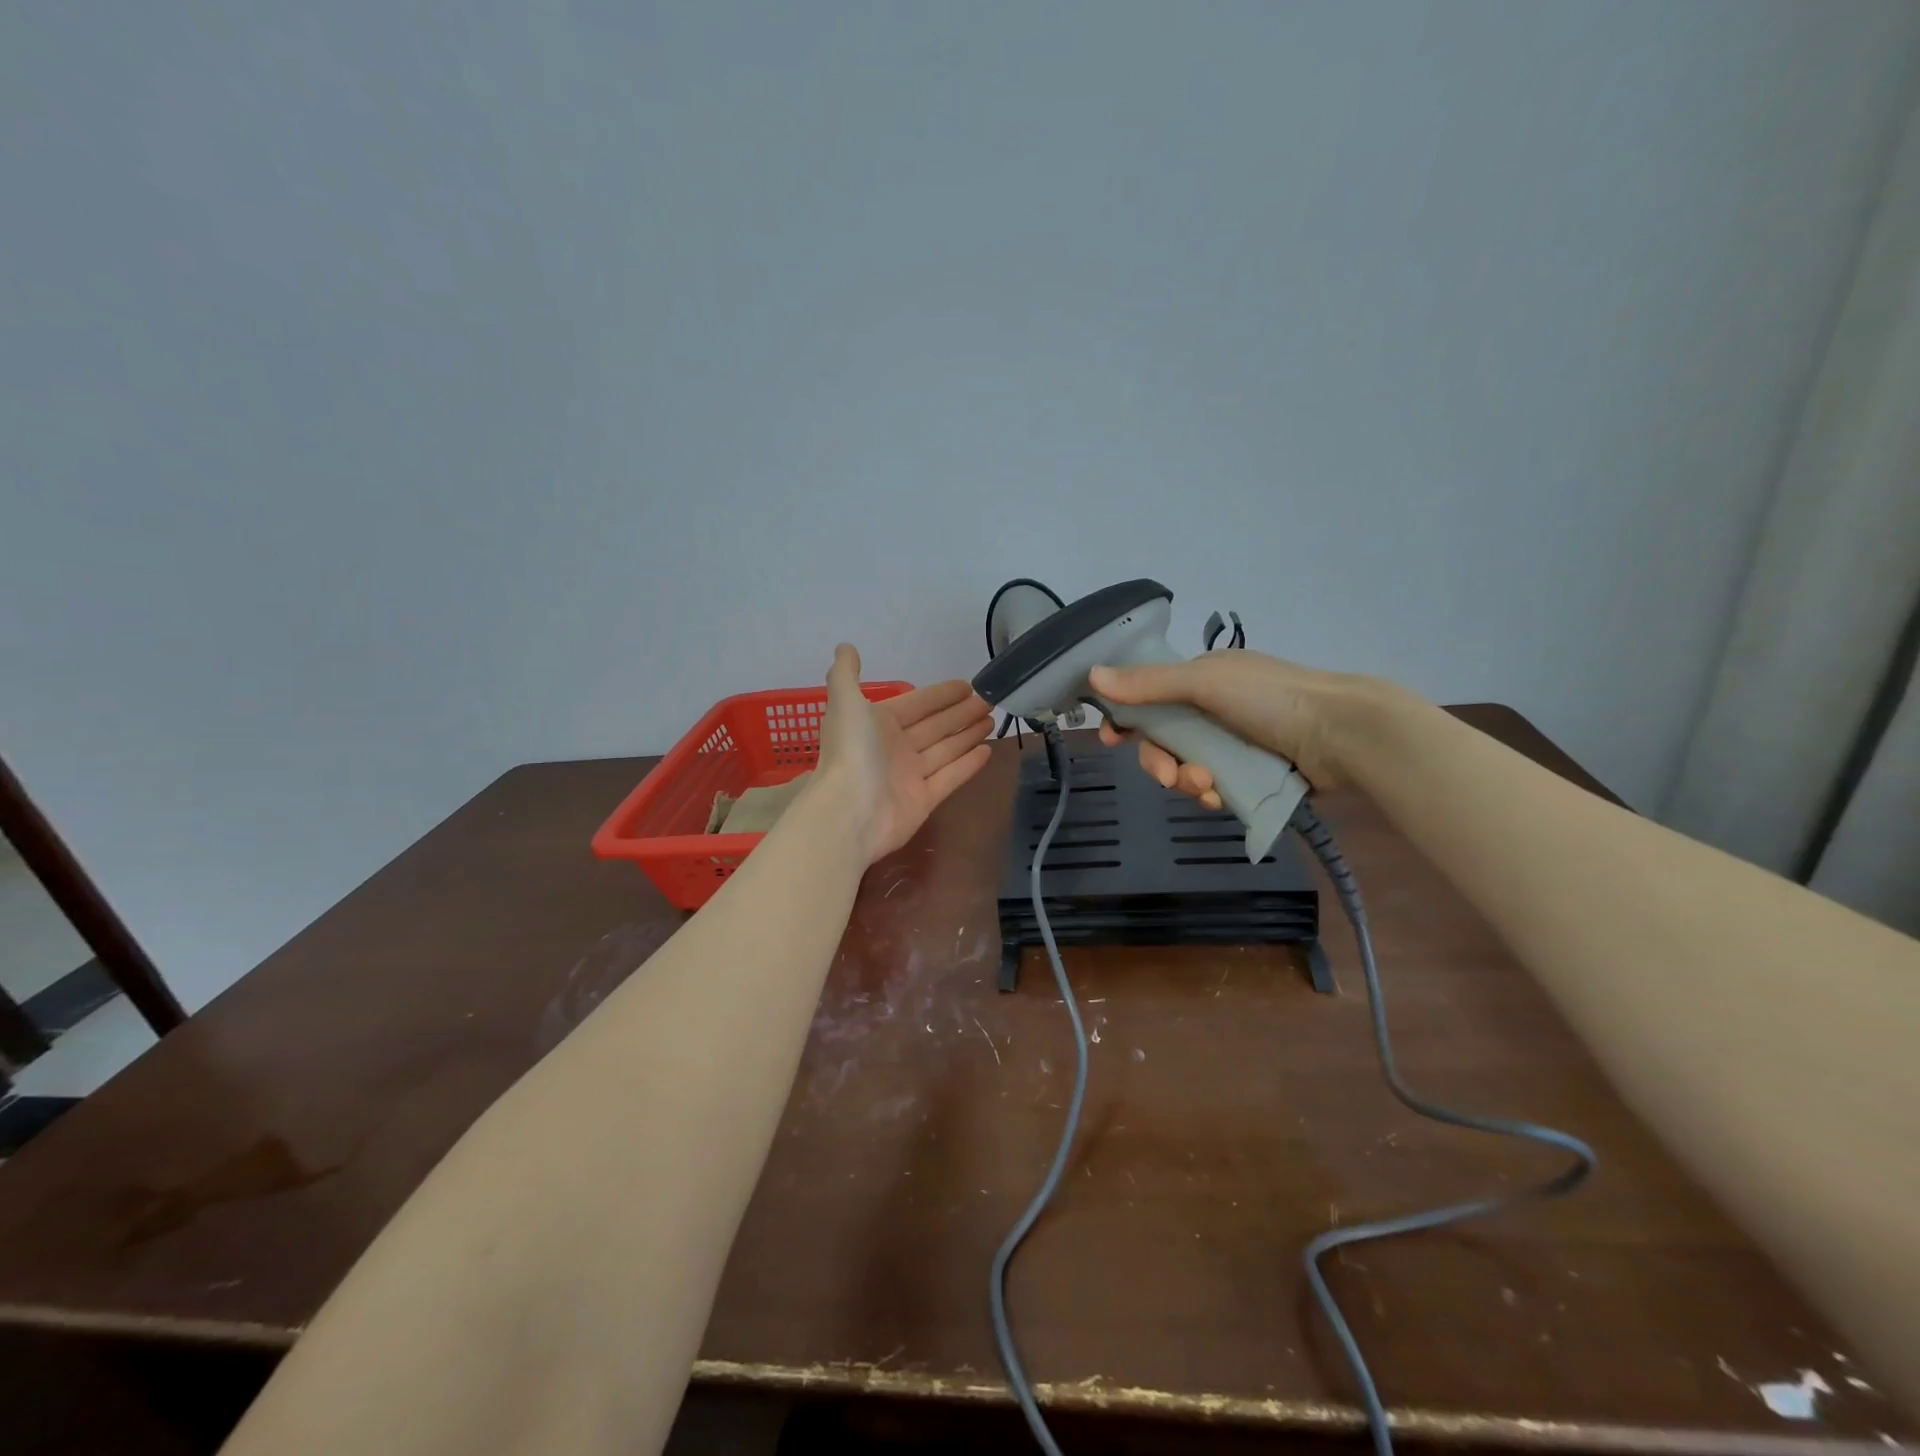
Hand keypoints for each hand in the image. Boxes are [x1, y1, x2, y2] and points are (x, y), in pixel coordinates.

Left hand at [814, 644, 993, 863]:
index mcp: (879, 724)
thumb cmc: (851, 752)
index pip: (917, 704)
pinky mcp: (924, 801)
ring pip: (946, 749)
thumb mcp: (845, 703)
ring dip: (968, 734)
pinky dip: (969, 764)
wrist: (849, 812)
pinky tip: (988, 750)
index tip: (967, 685)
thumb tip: (845, 646)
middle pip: (935, 726)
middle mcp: (896, 748)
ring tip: (992, 720)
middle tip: (989, 701)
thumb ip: (845, 674)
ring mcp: (911, 776)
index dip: (941, 695)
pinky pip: (951, 777)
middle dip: (961, 712)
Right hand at [1091, 649, 1380, 805]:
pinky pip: (1215, 788)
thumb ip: (1149, 683)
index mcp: (1203, 680)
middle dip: (1160, 762)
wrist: (1342, 734)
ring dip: (1188, 781)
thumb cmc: (1271, 698)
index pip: (1150, 699)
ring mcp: (1235, 744)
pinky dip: (1212, 794)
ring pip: (1188, 768)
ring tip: (1207, 788)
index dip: (1127, 719)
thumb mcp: (1205, 683)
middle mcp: (1215, 710)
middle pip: (1165, 741)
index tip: (1111, 741)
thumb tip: (1093, 675)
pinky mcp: (1252, 774)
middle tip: (1169, 777)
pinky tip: (1221, 798)